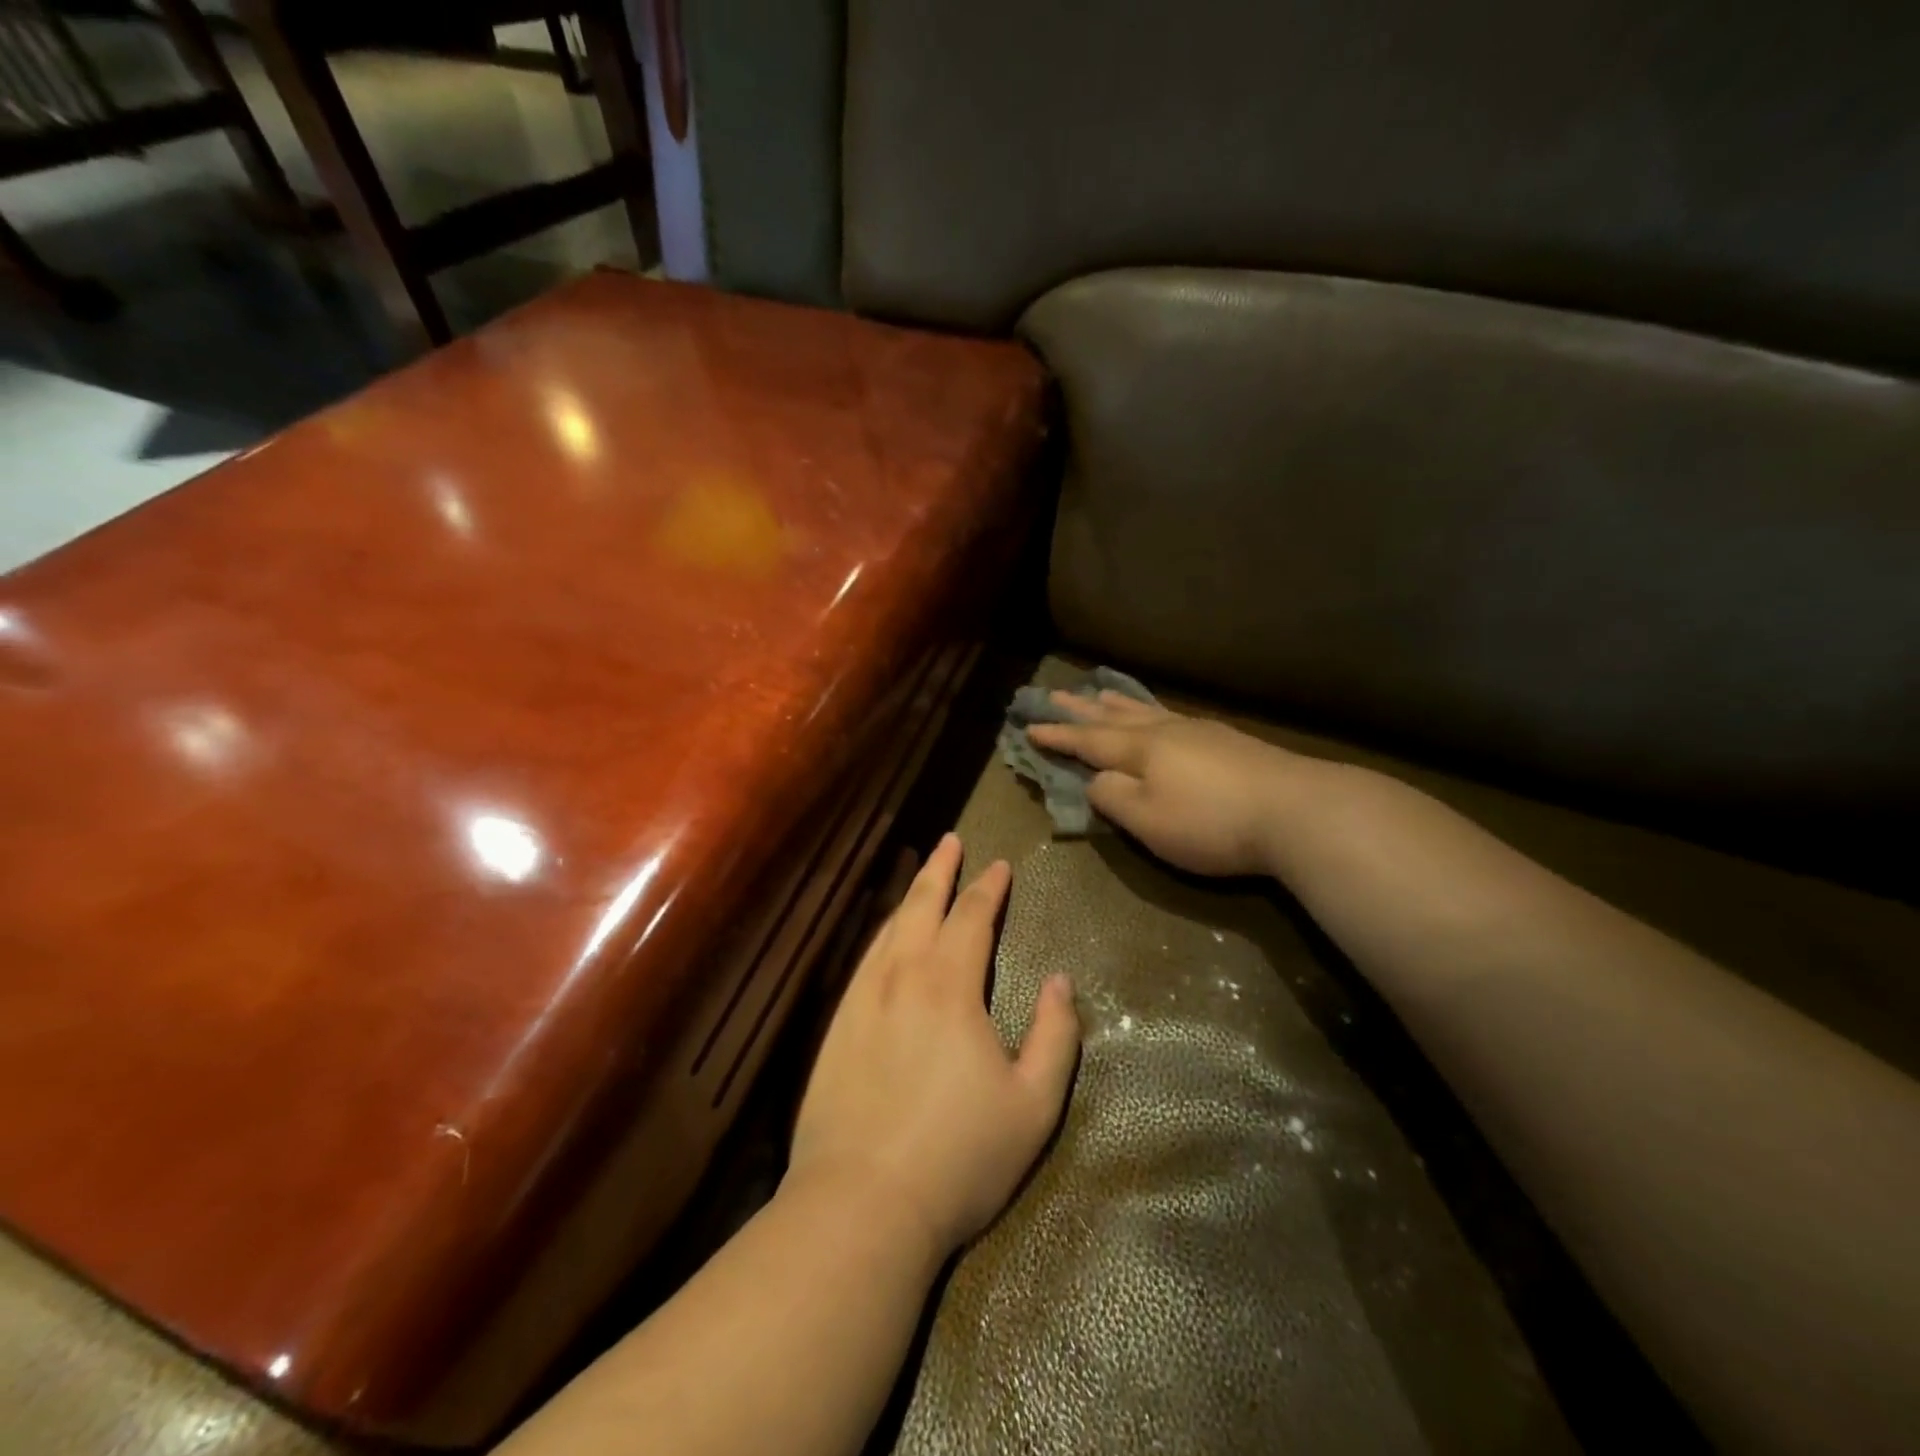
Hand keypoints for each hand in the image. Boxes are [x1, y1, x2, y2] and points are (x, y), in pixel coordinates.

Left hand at [788, 834, 1080, 1258]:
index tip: (1000, 865)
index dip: (989, 888)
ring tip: (922, 875)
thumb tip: (1061, 982)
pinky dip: (880, 933)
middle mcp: (902, 977)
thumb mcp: (1033, 1105)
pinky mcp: (835, 1026)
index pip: (973, 918)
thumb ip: (1055, 1036)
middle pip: (922, 907)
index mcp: (950, 987)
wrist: (860, 1205)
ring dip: (909, 896)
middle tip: (951, 840)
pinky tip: (884, 936)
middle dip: (941, 871)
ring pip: (888, 928)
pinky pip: (863, 960)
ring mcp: (862, 999)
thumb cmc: (958, 1156)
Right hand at [1028, 690, 1301, 876]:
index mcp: (1140, 749)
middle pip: (1114, 716)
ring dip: (1118, 703)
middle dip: (1081, 709)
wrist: (1297, 810)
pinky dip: (1153, 711)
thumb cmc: (1211, 821)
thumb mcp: (1148, 820)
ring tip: (1101, 692)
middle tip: (1055, 693)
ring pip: (1146, 711)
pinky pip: (1173, 716)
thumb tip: (1094, 778)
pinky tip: (1161, 715)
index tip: (1029, 727)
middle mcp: (1165, 731)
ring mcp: (1199, 732)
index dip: (1057, 736)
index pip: (1087, 740)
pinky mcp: (1228, 741)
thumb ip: (1112, 797)